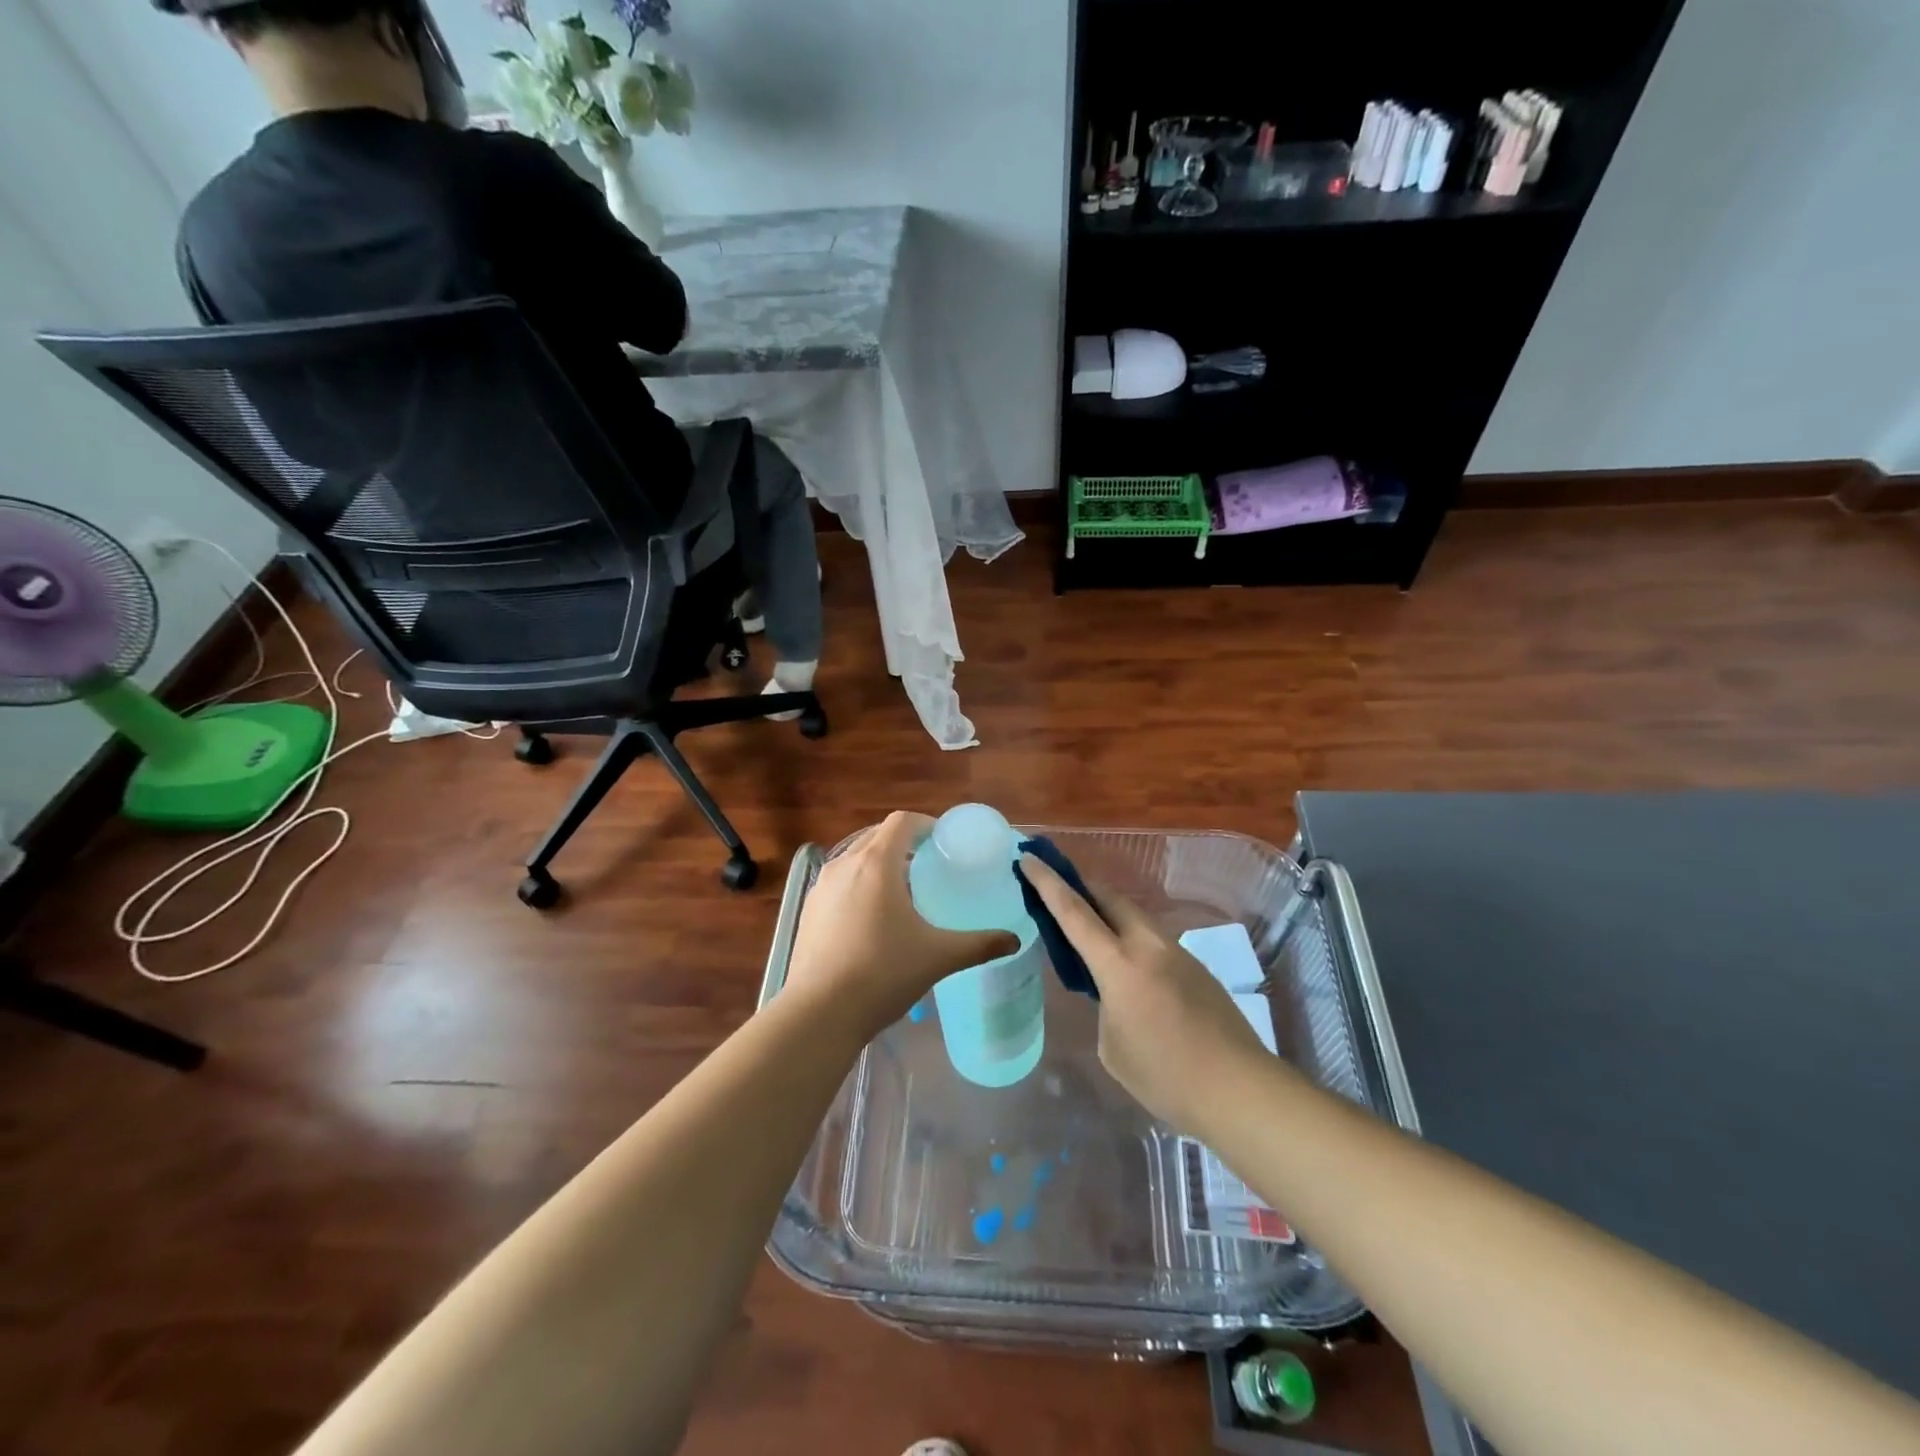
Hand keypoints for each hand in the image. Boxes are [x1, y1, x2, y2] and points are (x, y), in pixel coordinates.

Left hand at [786, 812, 1018, 1036]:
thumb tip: (1013, 940)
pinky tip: (872, 921)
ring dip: (880, 865)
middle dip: (904, 845)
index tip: (945, 844)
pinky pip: (839, 883)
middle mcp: (845, 864)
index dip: (926, 825)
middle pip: (878, 836)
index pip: (902, 821)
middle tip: (929, 869)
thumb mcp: (938, 957)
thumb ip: (980, 944)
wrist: (819, 1013)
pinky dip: (859, 886)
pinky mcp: (809, 910)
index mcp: (876, 863)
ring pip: (855, 859)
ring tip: (902, 894)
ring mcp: (821, 887)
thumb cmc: (882, 974)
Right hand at [1019, 854, 1270, 1131]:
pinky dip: (1131, 940)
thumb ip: (1105, 1007)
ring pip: (1135, 918)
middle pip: (1109, 899)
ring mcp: (1177, 953)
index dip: (1047, 882)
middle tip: (1058, 891)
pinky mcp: (1196, 968)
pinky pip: (1153, 941)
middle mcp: (1148, 946)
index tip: (1028, 858)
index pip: (1073, 912)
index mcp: (1119, 964)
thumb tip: (1114, 993)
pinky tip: (1130, 973)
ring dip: (1108, 916)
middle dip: (1081, 888)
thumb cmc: (1165, 1076)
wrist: (1239, 1089)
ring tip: (1091, 934)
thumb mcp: (1112, 1046)